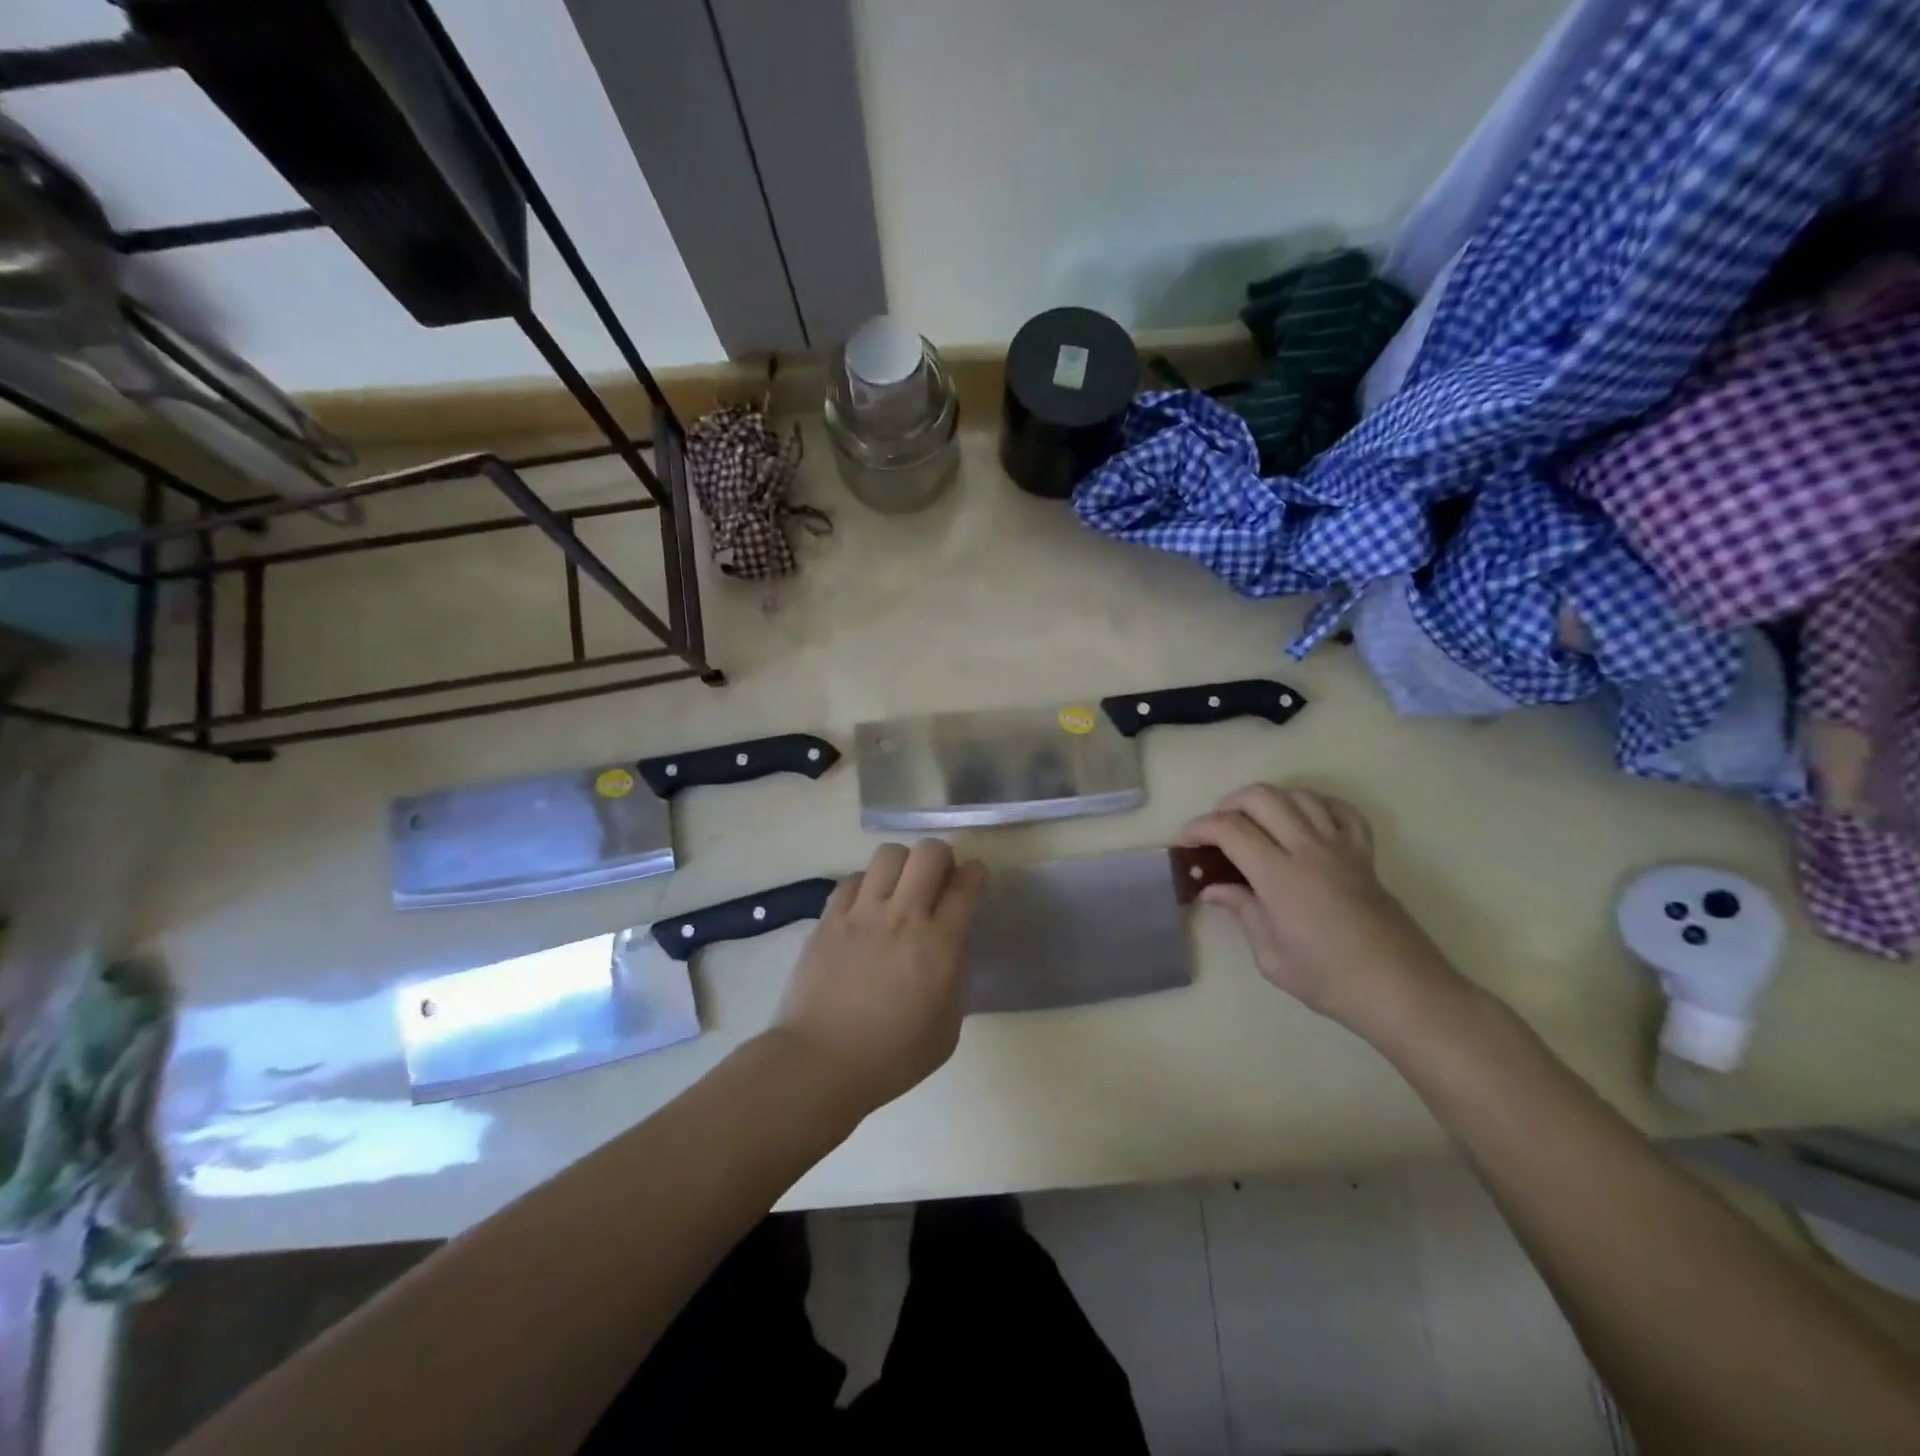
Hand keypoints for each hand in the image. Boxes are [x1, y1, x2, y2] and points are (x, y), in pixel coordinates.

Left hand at [774, 839, 985, 1114]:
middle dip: (942, 857)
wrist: (819, 1065)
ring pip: (889, 854)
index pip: (966, 886)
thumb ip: (955, 979)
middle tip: (938, 879)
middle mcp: (903, 917)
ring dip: (903, 864)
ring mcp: (862, 913)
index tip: (973, 878)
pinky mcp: (829, 918)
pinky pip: (852, 878)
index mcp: (939, 946)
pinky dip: (865, 884)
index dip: (975, 874)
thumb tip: (951, 949)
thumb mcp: (946, 1029)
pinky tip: (865, 906)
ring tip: (900, 887)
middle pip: (929, 852)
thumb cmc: (891, 1058)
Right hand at [1178, 785, 1459, 1034]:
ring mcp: (1341, 847)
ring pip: (1300, 796)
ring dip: (1269, 798)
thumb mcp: (1271, 956)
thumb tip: (1215, 889)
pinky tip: (1303, 817)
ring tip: (1254, 819)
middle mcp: (1309, 849)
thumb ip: (1242, 912)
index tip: (1183, 842)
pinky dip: (1316, 803)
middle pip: (1263, 798)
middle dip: (1229, 803)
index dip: (1199, 828)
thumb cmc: (1329, 979)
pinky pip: (1342, 810)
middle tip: (1216, 828)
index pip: (1230, 829)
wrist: (1401, 990)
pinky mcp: (1364, 854)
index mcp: (1280, 876)